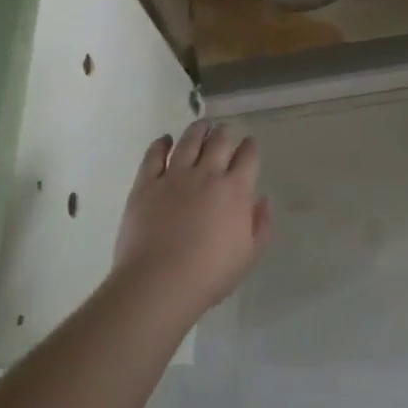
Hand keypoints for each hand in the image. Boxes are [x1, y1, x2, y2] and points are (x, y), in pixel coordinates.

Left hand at [112, 119, 270, 319]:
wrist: (159, 283)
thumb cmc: (209, 275)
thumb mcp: (249, 255)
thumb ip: (261, 225)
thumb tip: (262, 200)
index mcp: (236, 189)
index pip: (248, 156)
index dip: (250, 146)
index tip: (250, 144)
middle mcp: (207, 174)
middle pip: (219, 141)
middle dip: (225, 132)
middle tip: (225, 130)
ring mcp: (174, 176)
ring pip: (189, 141)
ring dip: (198, 130)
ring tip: (202, 124)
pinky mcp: (146, 185)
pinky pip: (154, 156)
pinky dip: (161, 144)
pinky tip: (165, 140)